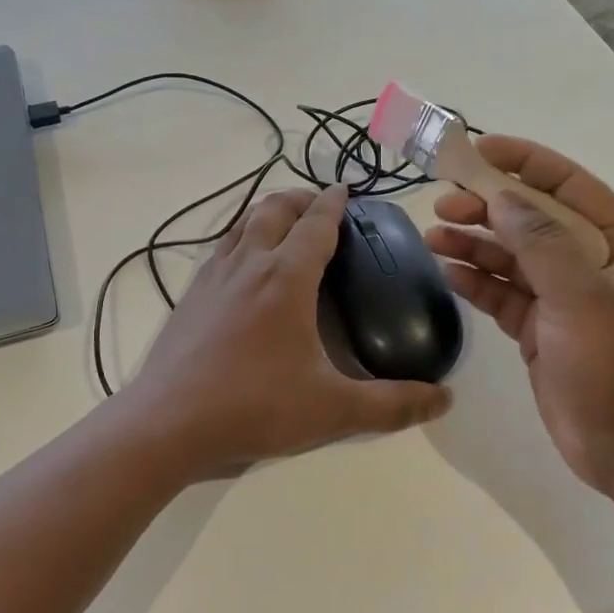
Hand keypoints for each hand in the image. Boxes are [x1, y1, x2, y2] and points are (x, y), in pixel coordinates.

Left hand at [122, 185, 451, 478]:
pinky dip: (240, 237)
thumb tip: (444, 398)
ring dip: (267, 212)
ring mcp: (213, 276)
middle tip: (319, 205)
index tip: (345, 190)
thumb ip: (391, 405)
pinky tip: (242, 265)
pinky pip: (220, 248)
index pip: (316, 224)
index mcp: (286, 278)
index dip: (333, 203)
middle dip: (300, 198)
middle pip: (275, 209)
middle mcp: (249, 264)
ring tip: (283, 223)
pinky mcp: (190, 295)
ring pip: (242, 222)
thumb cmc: (254, 406)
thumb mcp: (333, 411)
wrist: (168, 422)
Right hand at [425, 136, 613, 499]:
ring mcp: (562, 300)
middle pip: (532, 220)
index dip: (527, 162)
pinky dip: (475, 281)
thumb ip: (542, 244)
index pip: (570, 186)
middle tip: (444, 203)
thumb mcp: (584, 299)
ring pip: (511, 257)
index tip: (481, 149)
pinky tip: (447, 273)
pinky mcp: (539, 331)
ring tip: (433, 236)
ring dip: (474, 244)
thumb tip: (501, 198)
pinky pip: (501, 294)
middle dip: (488, 208)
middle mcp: (589, 266)